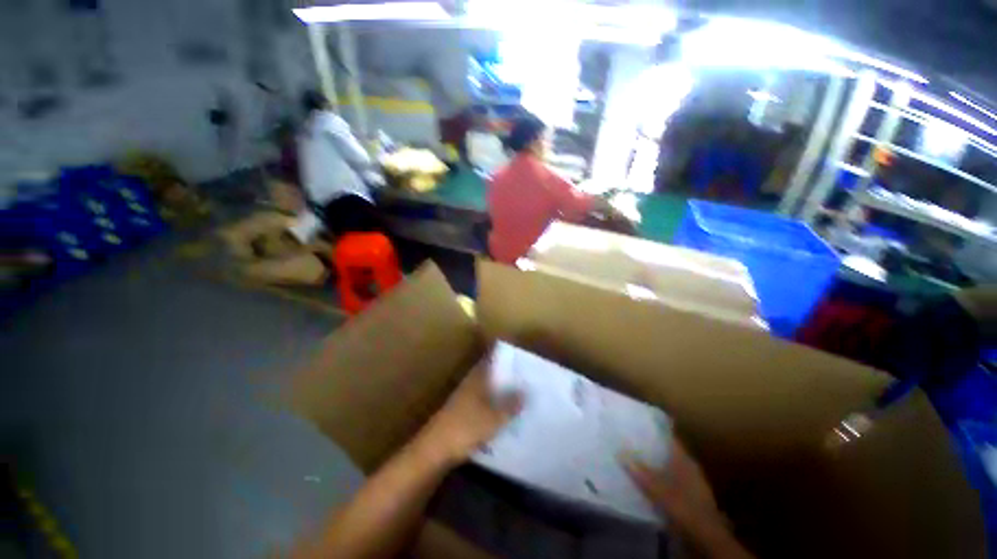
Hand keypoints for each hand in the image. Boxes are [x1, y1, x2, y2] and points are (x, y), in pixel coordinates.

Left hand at [413, 354, 522, 467]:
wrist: (434, 450)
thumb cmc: (466, 427)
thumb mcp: (494, 417)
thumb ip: (510, 404)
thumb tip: (526, 391)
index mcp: (477, 378)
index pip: (490, 359)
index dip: (503, 355)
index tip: (518, 356)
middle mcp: (470, 384)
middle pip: (490, 374)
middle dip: (505, 375)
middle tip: (525, 377)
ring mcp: (464, 399)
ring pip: (486, 389)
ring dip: (500, 391)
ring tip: (519, 395)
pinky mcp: (461, 415)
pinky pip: (482, 404)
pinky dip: (492, 406)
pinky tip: (503, 415)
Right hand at [624, 440, 752, 557]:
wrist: (707, 539)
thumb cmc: (685, 508)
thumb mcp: (659, 490)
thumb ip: (640, 472)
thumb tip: (620, 452)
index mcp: (684, 460)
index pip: (669, 437)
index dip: (655, 428)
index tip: (638, 421)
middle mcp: (688, 467)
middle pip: (667, 451)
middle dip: (650, 445)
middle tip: (630, 439)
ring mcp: (689, 483)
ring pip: (667, 466)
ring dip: (653, 463)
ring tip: (633, 457)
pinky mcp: (687, 498)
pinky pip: (668, 481)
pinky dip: (657, 478)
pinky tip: (645, 481)